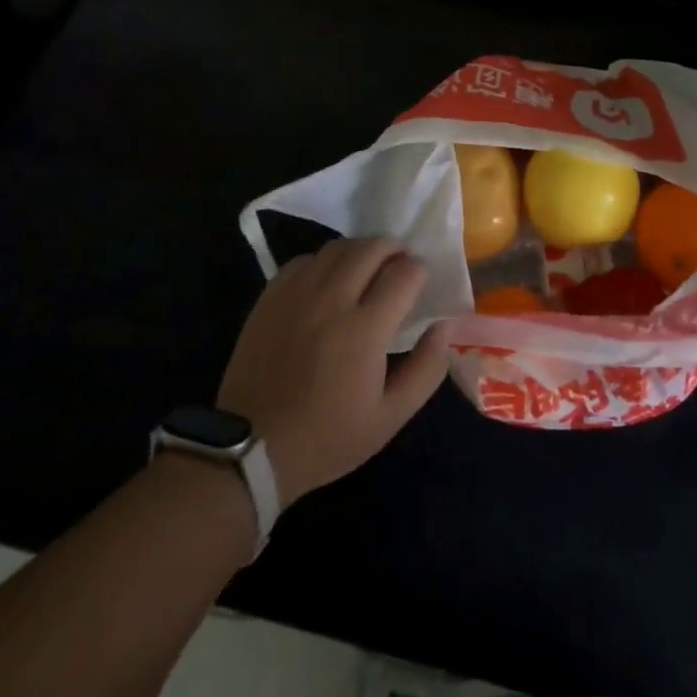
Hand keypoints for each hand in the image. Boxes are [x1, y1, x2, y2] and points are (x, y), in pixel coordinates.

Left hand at [217, 237, 450, 505]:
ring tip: (366, 270)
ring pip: (338, 247)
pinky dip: (324, 262)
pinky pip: (305, 260)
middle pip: (372, 248)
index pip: (405, 273)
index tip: (418, 286)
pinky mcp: (271, 296)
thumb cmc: (328, 437)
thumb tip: (444, 327)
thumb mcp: (390, 417)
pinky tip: (328, 282)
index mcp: (365, 329)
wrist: (252, 448)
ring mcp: (298, 293)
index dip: (418, 272)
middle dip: (394, 250)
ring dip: (360, 251)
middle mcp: (332, 299)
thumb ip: (426, 369)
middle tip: (398, 266)